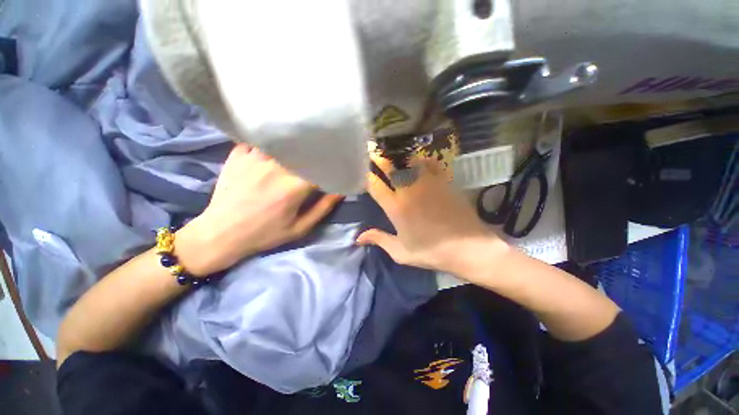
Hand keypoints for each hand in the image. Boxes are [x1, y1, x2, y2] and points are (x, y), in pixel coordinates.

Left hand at [176, 144, 342, 275]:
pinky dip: (269, 142)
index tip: (336, 166)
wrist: (220, 234)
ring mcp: (254, 157)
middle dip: (314, 151)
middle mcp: (276, 166)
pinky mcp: (237, 154)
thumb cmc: (264, 234)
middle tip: (319, 154)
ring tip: (297, 148)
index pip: (321, 165)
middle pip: (303, 148)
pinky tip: (272, 148)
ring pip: (281, 140)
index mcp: (294, 186)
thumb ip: (323, 208)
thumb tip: (341, 191)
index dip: (331, 164)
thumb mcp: (300, 228)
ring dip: (292, 144)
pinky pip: (260, 140)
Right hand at [357, 155, 507, 274]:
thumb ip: (379, 240)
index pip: (375, 185)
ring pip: (410, 161)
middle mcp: (409, 190)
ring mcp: (428, 183)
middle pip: (390, 167)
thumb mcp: (401, 252)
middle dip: (379, 157)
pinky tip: (419, 160)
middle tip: (372, 148)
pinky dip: (422, 160)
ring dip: (399, 156)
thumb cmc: (431, 252)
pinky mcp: (444, 181)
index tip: (361, 168)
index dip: (366, 175)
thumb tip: (358, 238)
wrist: (468, 247)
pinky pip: (430, 164)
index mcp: (396, 207)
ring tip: (393, 152)